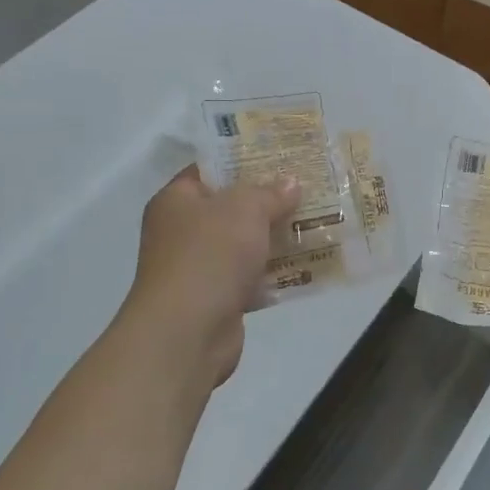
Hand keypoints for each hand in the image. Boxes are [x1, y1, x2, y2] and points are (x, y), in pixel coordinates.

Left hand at [122, 165, 300, 387]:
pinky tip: (305, 265)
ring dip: (274, 238)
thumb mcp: (245, 209)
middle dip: (267, 201)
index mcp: (176, 200)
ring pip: (243, 244)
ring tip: (314, 224)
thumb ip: (269, 193)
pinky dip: (273, 274)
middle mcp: (181, 231)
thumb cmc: (209, 256)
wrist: (187, 333)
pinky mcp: (215, 299)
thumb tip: (290, 183)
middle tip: (306, 189)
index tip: (280, 157)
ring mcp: (197, 268)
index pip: (209, 170)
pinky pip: (249, 277)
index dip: (243, 160)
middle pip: (230, 207)